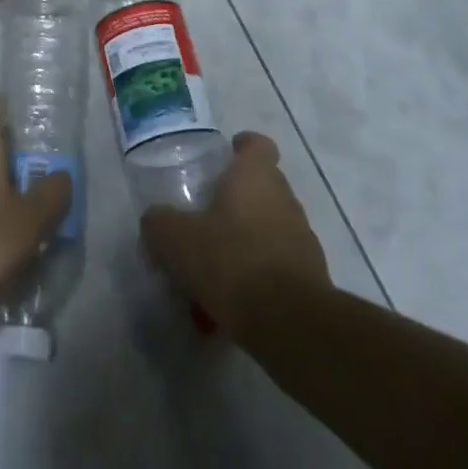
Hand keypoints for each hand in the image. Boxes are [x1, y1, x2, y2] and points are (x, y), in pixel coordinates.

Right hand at [140, 132, 329, 337]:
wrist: (291, 324)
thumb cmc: (232, 261)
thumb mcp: (176, 239)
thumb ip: (160, 222)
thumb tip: (156, 219)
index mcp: (256, 176)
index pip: (257, 144)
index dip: (241, 147)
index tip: (222, 158)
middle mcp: (285, 198)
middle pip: (262, 186)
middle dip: (236, 199)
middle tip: (204, 217)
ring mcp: (302, 239)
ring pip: (269, 227)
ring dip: (246, 239)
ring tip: (215, 268)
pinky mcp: (311, 277)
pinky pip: (277, 265)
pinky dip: (257, 274)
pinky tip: (232, 300)